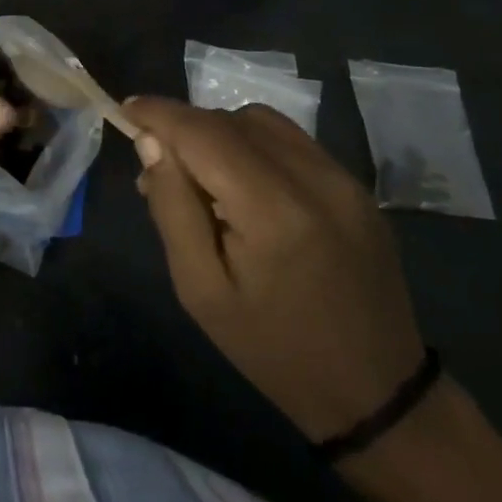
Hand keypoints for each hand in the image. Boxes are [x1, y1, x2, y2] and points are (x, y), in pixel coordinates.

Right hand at [125, 97, 425, 444]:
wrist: (375, 392)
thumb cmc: (272, 348)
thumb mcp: (200, 290)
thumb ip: (172, 207)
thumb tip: (150, 142)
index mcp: (272, 210)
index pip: (203, 132)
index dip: (159, 113)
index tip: (126, 110)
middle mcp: (313, 178)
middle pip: (231, 120)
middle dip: (186, 127)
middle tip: (158, 165)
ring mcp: (343, 179)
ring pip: (262, 121)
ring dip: (220, 131)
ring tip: (202, 174)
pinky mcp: (357, 186)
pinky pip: (292, 140)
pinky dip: (254, 144)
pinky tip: (244, 183)